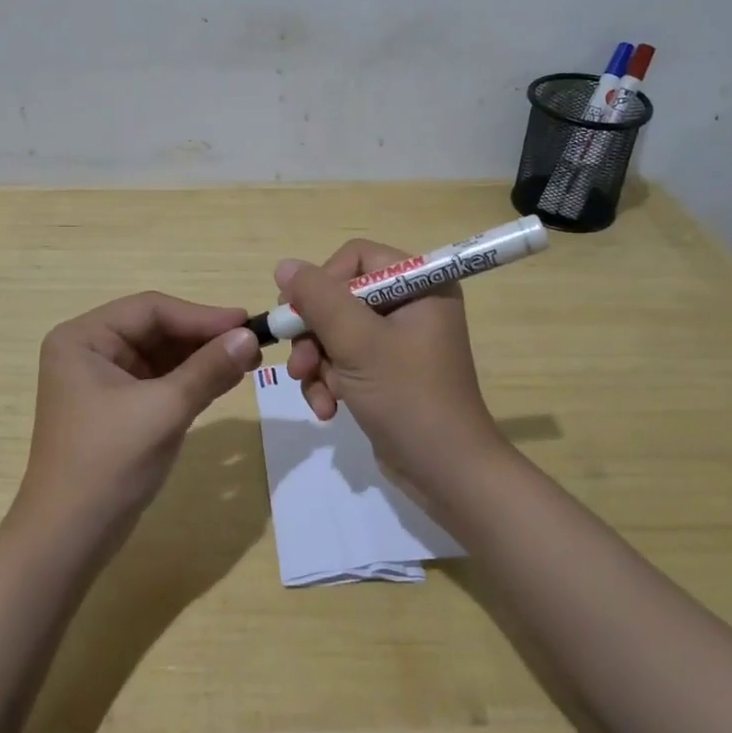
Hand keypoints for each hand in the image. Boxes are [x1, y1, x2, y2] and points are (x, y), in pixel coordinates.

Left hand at [17, 292, 261, 546]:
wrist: (67, 541)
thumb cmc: (108, 463)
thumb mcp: (164, 410)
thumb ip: (208, 369)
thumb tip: (250, 335)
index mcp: (83, 338)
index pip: (150, 310)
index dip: (201, 315)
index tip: (247, 323)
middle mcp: (89, 351)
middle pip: (156, 329)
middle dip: (203, 338)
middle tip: (253, 344)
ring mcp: (102, 381)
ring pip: (161, 355)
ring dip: (202, 358)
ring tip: (248, 361)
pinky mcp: (117, 408)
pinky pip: (160, 381)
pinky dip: (191, 380)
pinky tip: (226, 380)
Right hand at [280, 240, 511, 505]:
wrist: (446, 474)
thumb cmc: (408, 397)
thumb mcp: (358, 343)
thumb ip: (318, 298)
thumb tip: (284, 265)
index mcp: (420, 284)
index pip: (356, 258)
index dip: (323, 282)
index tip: (301, 313)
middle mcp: (411, 305)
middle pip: (340, 297)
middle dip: (315, 334)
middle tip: (301, 363)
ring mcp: (398, 341)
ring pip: (335, 332)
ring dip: (318, 363)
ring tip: (317, 393)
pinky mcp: (386, 372)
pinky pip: (344, 360)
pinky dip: (329, 381)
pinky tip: (328, 409)